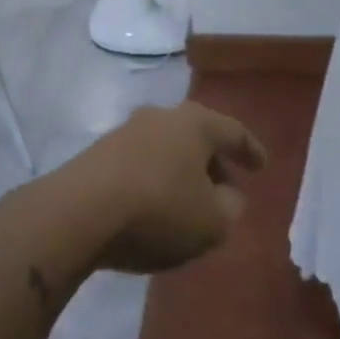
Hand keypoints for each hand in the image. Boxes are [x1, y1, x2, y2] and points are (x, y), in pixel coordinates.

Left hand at [64, 103, 264, 273]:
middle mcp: (162, 116)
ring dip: (182, 171)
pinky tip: (155, 205)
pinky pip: (141, 163)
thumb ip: (230, 208)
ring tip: (190, 201)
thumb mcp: (212, 222)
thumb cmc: (158, 210)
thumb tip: (228, 197)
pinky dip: (156, 180)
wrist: (77, 213)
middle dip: (215, 161)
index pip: (234, 132)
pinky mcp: (99, 153)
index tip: (262, 166)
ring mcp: (126, 131)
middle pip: (198, 136)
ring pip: (168, 148)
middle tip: (227, 186)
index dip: (251, 150)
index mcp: (196, 123)